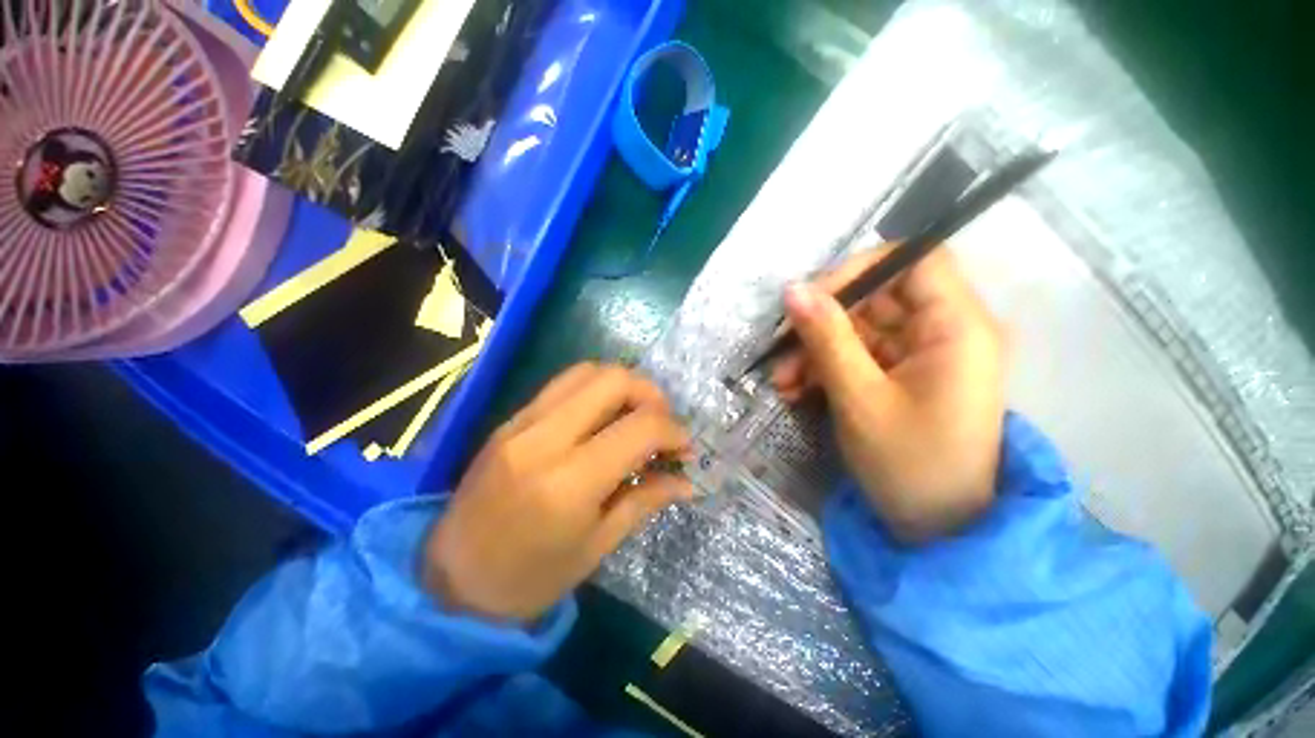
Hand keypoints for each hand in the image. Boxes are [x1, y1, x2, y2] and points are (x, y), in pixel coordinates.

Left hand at [423, 363, 692, 621]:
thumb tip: (686, 480)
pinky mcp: (511, 418)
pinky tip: (603, 418)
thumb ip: (644, 501)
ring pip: (587, 371)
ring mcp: (522, 422)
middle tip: (662, 423)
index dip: (673, 431)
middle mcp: (544, 438)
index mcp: (569, 481)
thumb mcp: (597, 547)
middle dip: (651, 394)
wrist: (449, 579)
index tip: (684, 448)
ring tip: (635, 415)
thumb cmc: (529, 579)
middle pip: (613, 380)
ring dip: (623, 385)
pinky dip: (595, 390)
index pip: (640, 427)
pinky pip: (564, 384)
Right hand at [773, 246, 1006, 542]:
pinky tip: (797, 391)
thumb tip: (792, 290)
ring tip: (782, 384)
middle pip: (876, 298)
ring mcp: (921, 355)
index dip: (860, 269)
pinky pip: (858, 355)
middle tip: (780, 354)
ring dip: (815, 351)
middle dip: (821, 323)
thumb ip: (826, 338)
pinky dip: (825, 368)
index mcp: (957, 327)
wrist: (939, 530)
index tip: (812, 298)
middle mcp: (944, 331)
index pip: (913, 260)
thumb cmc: (910, 465)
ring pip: (858, 329)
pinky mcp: (902, 375)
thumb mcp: (859, 398)